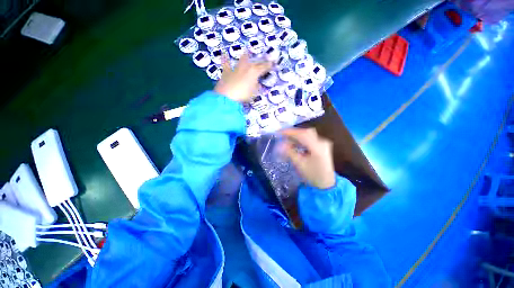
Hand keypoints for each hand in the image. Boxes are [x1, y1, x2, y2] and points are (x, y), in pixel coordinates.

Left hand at [214, 53, 272, 102]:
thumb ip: (256, 87)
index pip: (264, 67)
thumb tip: (257, 83)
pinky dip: (225, 59)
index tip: (273, 63)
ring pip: (242, 59)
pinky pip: (226, 63)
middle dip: (260, 61)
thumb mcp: (253, 93)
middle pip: (255, 62)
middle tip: (263, 60)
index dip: (269, 65)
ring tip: (247, 52)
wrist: (227, 97)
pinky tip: (224, 53)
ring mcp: (236, 68)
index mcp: (254, 72)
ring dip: (246, 56)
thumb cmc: (243, 95)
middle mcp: (246, 67)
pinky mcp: (227, 71)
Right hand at [280, 128, 335, 189]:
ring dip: (297, 136)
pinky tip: (295, 143)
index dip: (290, 132)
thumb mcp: (299, 164)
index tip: (279, 132)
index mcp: (317, 148)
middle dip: (293, 133)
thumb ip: (290, 152)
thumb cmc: (313, 175)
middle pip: (306, 132)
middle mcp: (322, 142)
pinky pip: (310, 138)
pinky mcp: (322, 145)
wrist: (327, 183)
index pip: (302, 135)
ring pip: (308, 134)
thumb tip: (280, 144)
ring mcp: (323, 143)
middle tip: (282, 136)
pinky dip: (301, 139)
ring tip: (287, 139)